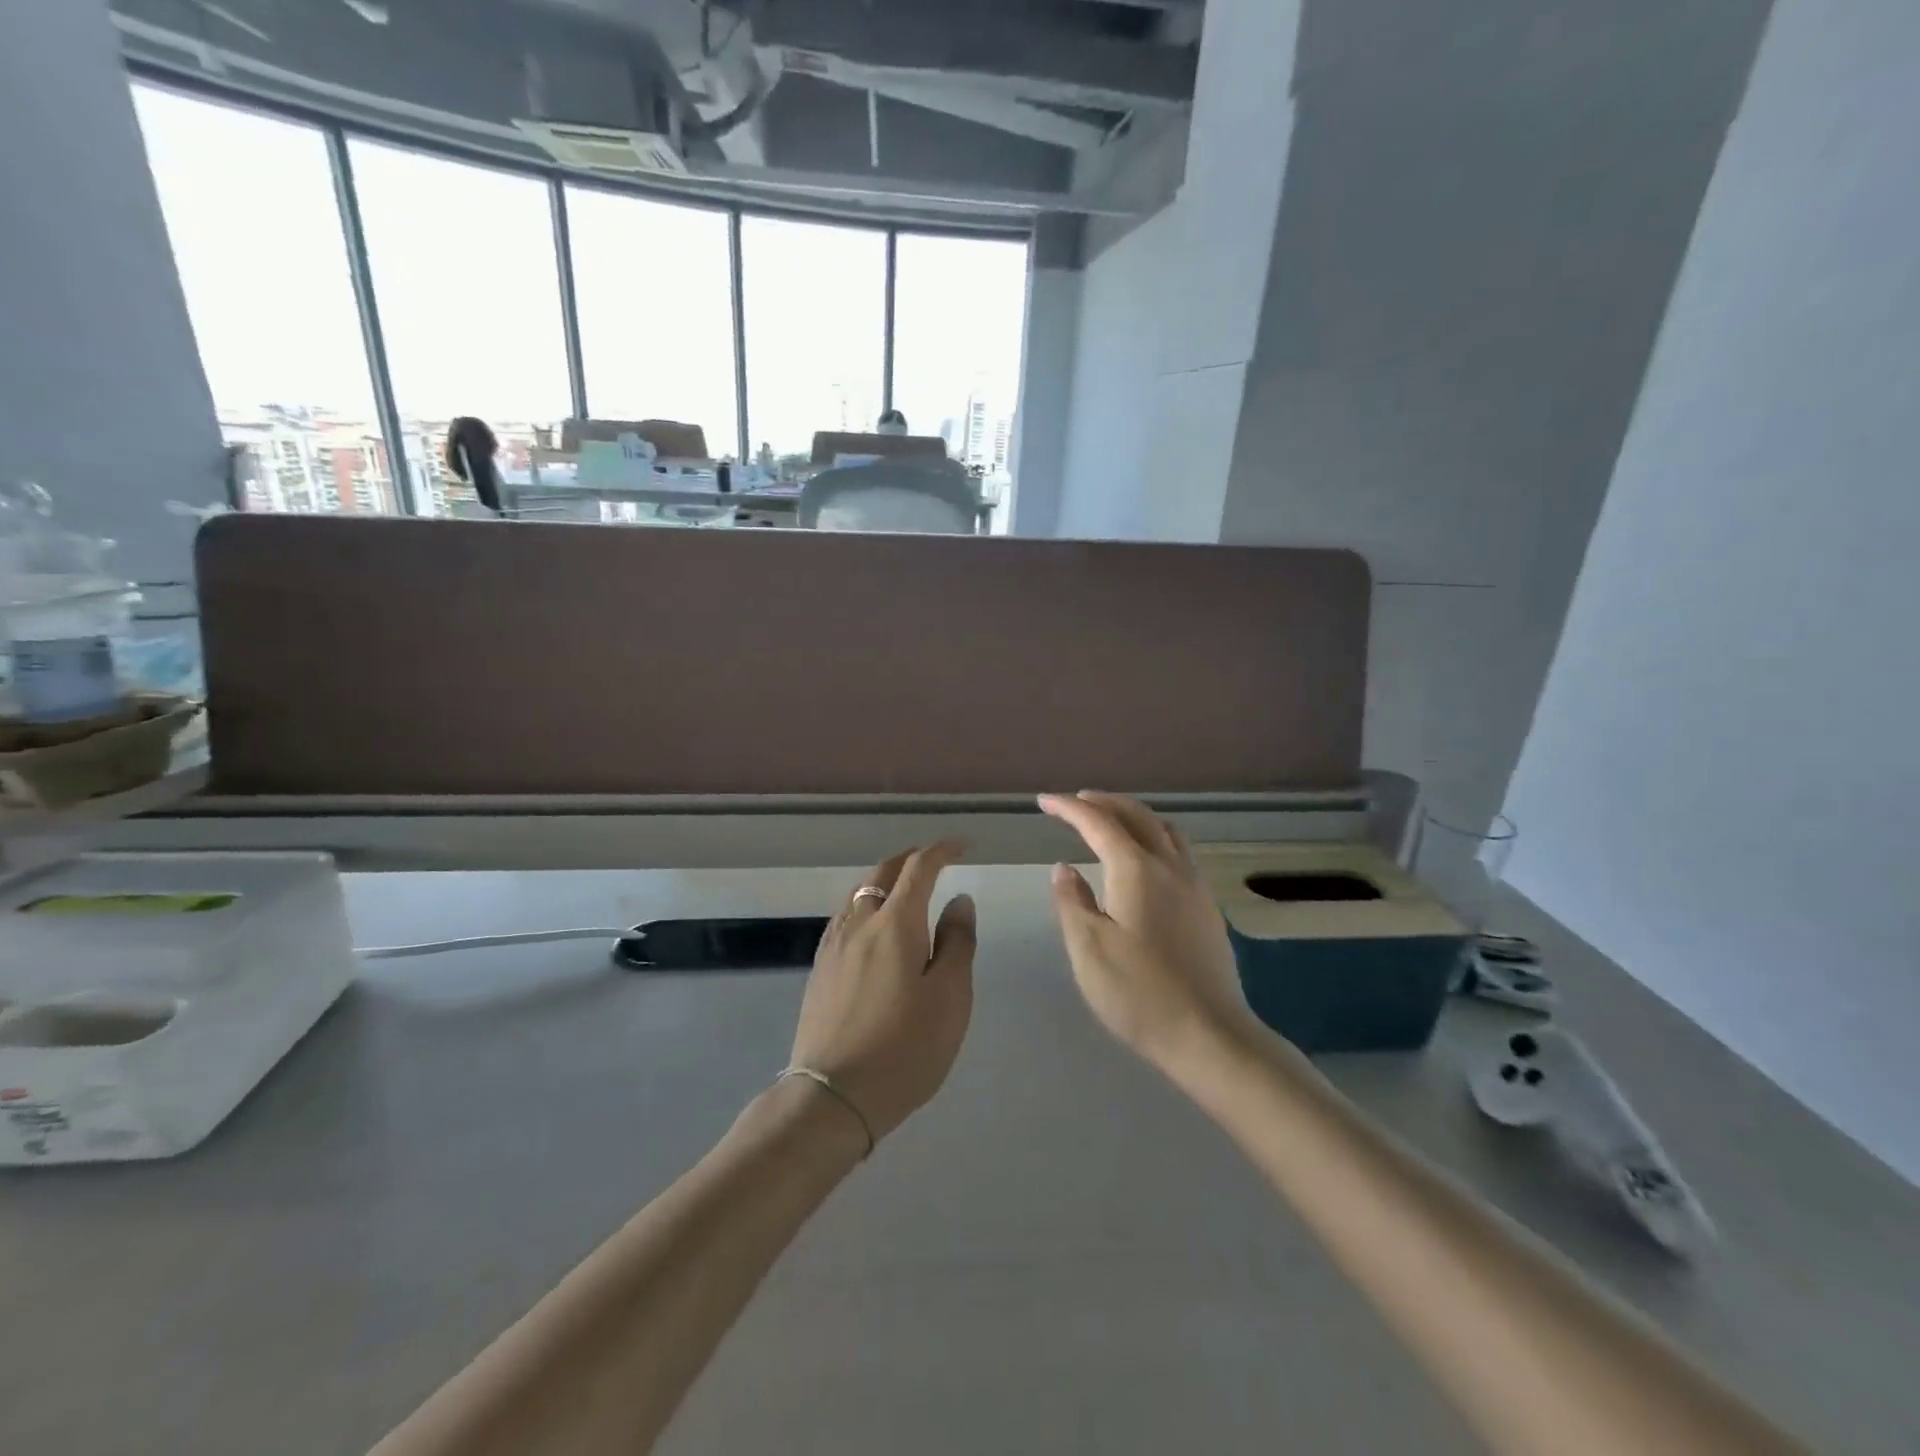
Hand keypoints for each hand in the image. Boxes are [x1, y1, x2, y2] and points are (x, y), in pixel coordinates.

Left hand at [789, 841, 975, 1144]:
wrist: (833, 1096)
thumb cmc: (905, 1048)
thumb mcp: (950, 997)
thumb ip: (957, 942)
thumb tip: (959, 900)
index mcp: (895, 923)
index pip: (919, 868)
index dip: (942, 851)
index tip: (962, 847)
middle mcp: (859, 922)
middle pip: (883, 872)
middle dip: (910, 859)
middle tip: (934, 861)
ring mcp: (833, 945)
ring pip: (859, 893)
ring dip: (885, 881)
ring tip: (905, 890)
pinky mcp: (819, 968)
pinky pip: (845, 917)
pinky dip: (866, 904)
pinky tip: (873, 927)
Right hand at [1040, 792, 1263, 1076]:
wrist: (1209, 1035)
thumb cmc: (1139, 993)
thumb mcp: (1089, 949)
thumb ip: (1072, 902)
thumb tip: (1064, 868)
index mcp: (1136, 870)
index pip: (1098, 823)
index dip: (1069, 808)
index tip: (1044, 801)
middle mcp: (1170, 867)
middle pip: (1137, 816)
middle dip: (1104, 803)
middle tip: (1076, 801)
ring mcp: (1195, 886)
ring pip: (1165, 830)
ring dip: (1134, 815)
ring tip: (1112, 820)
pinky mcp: (1208, 908)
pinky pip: (1179, 851)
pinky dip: (1155, 837)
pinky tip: (1146, 860)